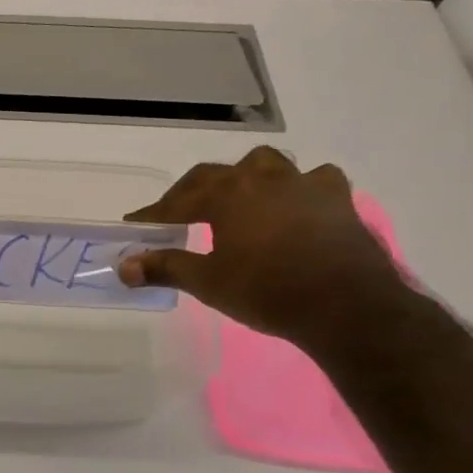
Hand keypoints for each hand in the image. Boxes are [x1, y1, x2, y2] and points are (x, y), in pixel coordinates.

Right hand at [117, 146, 408, 345]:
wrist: (347, 308)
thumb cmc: (268, 291)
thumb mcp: (208, 282)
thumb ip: (165, 267)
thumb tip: (124, 267)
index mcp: (228, 193)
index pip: (178, 200)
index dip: (155, 213)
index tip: (136, 225)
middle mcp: (263, 178)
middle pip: (217, 174)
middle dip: (194, 192)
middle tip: (180, 215)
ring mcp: (304, 185)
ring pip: (267, 165)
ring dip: (247, 178)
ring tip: (240, 198)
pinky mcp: (338, 201)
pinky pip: (315, 180)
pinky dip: (300, 187)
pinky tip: (296, 204)